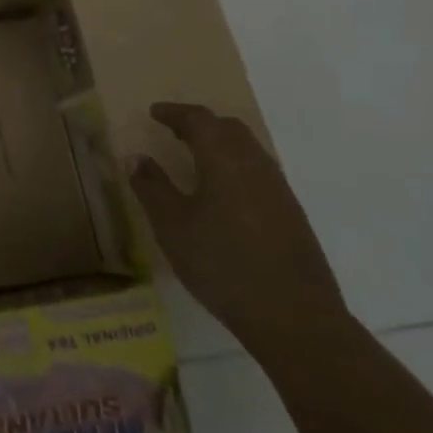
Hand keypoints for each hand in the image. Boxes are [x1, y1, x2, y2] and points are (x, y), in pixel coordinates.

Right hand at [129, 102, 350, 355]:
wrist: (296, 319)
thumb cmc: (224, 264)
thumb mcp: (173, 226)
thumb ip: (152, 187)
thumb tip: (136, 157)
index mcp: (224, 158)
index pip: (198, 119)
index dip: (174, 113)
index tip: (154, 113)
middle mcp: (255, 164)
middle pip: (228, 129)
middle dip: (201, 125)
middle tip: (175, 132)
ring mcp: (279, 191)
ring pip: (248, 151)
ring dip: (221, 146)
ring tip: (197, 160)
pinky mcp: (293, 216)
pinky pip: (259, 174)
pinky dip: (237, 168)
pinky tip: (225, 195)